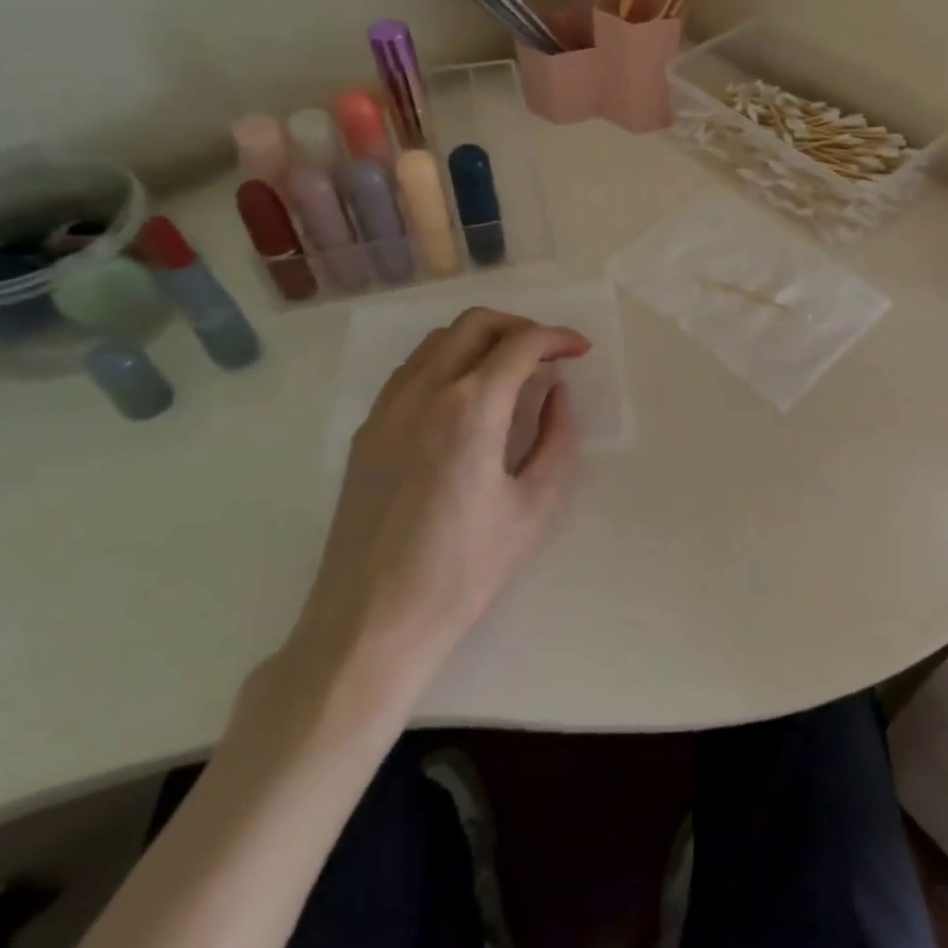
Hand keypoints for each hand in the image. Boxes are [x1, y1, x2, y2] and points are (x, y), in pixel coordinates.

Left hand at [290, 308, 591, 697]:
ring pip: (438, 341)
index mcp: (470, 408)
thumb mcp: (535, 506)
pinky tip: (468, 397)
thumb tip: (556, 394)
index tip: (580, 351)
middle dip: (520, 327)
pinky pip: (412, 370)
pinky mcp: (367, 431)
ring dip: (482, 340)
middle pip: (475, 324)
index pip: (521, 343)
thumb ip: (556, 438)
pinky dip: (448, 361)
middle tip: (549, 354)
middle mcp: (424, 392)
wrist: (371, 623)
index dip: (558, 338)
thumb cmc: (465, 570)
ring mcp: (387, 408)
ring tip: (512, 371)